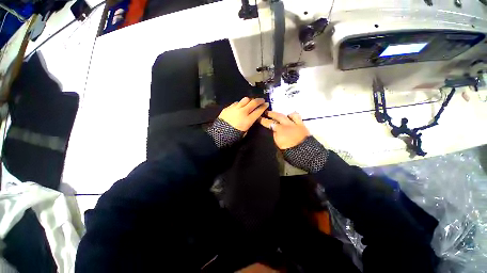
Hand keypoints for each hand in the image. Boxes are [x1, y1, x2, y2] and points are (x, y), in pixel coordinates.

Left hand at [219, 97, 268, 131]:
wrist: (220, 134)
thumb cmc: (234, 135)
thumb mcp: (245, 131)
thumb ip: (250, 122)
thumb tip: (253, 116)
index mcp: (248, 120)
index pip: (258, 111)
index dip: (264, 107)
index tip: (267, 104)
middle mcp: (243, 112)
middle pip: (253, 102)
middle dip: (259, 100)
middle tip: (262, 100)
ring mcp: (235, 108)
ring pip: (245, 99)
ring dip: (250, 100)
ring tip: (251, 102)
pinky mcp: (229, 107)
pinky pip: (237, 102)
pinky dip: (240, 103)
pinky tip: (240, 106)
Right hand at [260, 111, 309, 148]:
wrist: (305, 153)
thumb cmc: (290, 152)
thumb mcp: (279, 145)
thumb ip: (275, 136)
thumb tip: (273, 130)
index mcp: (280, 131)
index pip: (269, 124)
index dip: (263, 121)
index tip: (259, 118)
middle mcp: (286, 125)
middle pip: (278, 117)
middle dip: (271, 114)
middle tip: (267, 112)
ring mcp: (295, 124)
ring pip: (288, 115)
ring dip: (283, 114)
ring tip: (279, 115)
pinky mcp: (302, 125)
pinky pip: (297, 117)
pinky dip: (293, 116)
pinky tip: (291, 117)